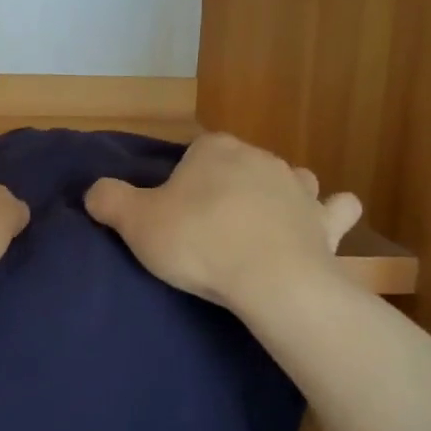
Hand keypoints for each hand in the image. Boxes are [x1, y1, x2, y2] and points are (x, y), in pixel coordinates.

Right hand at [85, 132, 361, 309]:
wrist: (269, 280)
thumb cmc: (198, 243)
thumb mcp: (135, 222)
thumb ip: (109, 199)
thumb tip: (95, 191)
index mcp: (214, 150)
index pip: (193, 153)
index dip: (180, 181)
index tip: (172, 212)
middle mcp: (260, 157)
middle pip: (236, 166)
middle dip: (223, 188)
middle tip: (204, 227)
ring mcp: (298, 187)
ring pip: (286, 179)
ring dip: (274, 194)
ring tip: (256, 225)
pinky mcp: (325, 221)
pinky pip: (335, 208)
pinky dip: (328, 214)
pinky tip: (318, 226)